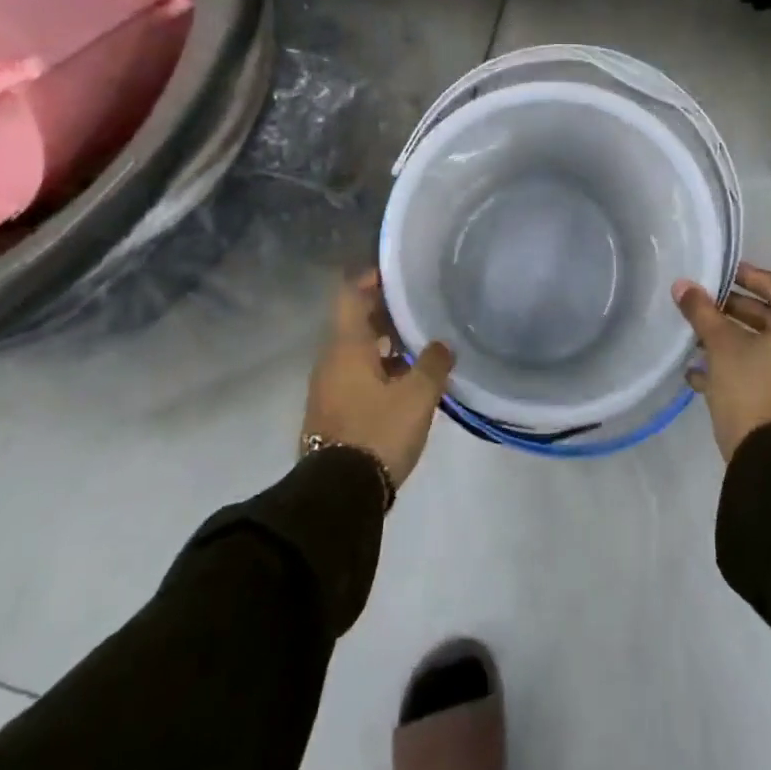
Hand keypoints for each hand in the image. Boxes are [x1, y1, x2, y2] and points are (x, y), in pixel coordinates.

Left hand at [303, 272, 453, 488]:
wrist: (339, 495)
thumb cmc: (378, 432)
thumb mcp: (418, 396)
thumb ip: (433, 363)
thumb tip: (442, 344)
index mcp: (346, 346)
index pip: (351, 295)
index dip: (373, 279)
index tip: (399, 274)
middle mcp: (331, 360)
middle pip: (355, 322)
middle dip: (386, 312)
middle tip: (420, 308)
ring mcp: (328, 388)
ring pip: (357, 351)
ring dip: (385, 343)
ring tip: (421, 344)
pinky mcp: (332, 412)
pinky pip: (356, 375)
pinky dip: (379, 369)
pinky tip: (407, 381)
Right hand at [672, 262, 770, 461]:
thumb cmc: (754, 387)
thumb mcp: (722, 344)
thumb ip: (702, 311)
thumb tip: (682, 285)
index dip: (746, 277)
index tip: (721, 273)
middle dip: (737, 312)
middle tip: (706, 305)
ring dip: (737, 341)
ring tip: (698, 338)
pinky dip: (746, 366)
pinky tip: (702, 373)